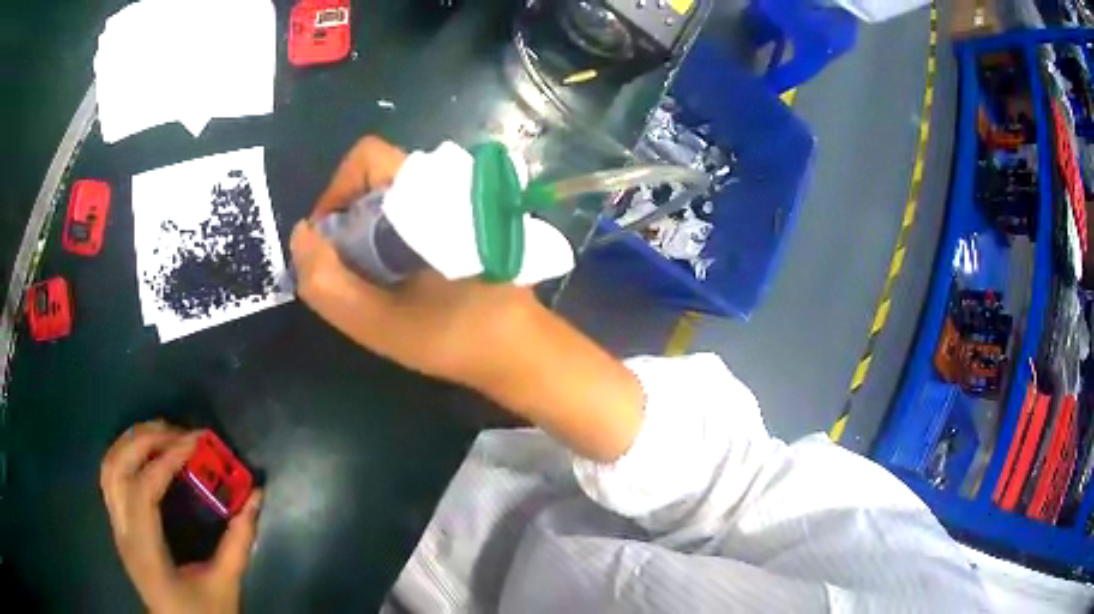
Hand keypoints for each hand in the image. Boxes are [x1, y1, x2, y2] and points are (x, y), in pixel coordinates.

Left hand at [100, 421, 261, 613]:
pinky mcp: (118, 527)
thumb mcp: (226, 584)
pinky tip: (146, 455)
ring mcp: (116, 528)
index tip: (196, 443)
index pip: (143, 490)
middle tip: (179, 432)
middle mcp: (123, 534)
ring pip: (108, 467)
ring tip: (162, 434)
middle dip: (145, 440)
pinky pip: (111, 478)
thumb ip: (240, 541)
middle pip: (117, 468)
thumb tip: (256, 495)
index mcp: (146, 552)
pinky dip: (125, 455)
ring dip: (131, 442)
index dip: (167, 460)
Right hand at [292, 136, 643, 461]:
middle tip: (348, 269)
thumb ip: (325, 280)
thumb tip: (302, 233)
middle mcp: (445, 184)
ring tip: (372, 278)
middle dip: (349, 219)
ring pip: (395, 197)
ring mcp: (460, 201)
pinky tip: (398, 276)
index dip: (334, 192)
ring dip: (369, 230)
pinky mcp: (467, 221)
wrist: (520, 351)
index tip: (328, 241)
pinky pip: (415, 211)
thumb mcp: (375, 321)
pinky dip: (392, 236)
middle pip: (377, 179)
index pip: (365, 157)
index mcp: (427, 193)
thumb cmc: (452, 336)